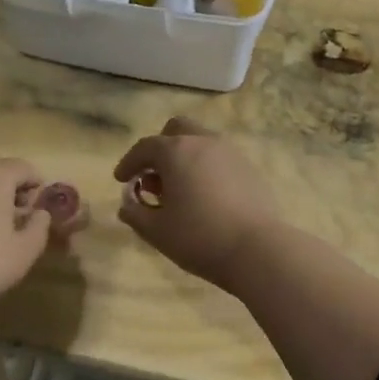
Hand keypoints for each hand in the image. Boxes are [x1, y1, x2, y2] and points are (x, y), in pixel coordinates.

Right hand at [114, 118, 282, 289]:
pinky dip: (205, 168)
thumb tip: (127, 204)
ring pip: (200, 142)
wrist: (257, 249)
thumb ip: (135, 213)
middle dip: (160, 149)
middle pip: (176, 130)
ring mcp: (230, 152)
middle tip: (153, 177)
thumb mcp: (156, 231)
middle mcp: (203, 142)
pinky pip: (219, 158)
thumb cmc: (199, 237)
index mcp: (176, 151)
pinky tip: (205, 196)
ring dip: (184, 157)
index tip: (121, 180)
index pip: (145, 147)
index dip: (128, 162)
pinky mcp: (249, 168)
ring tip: (179, 190)